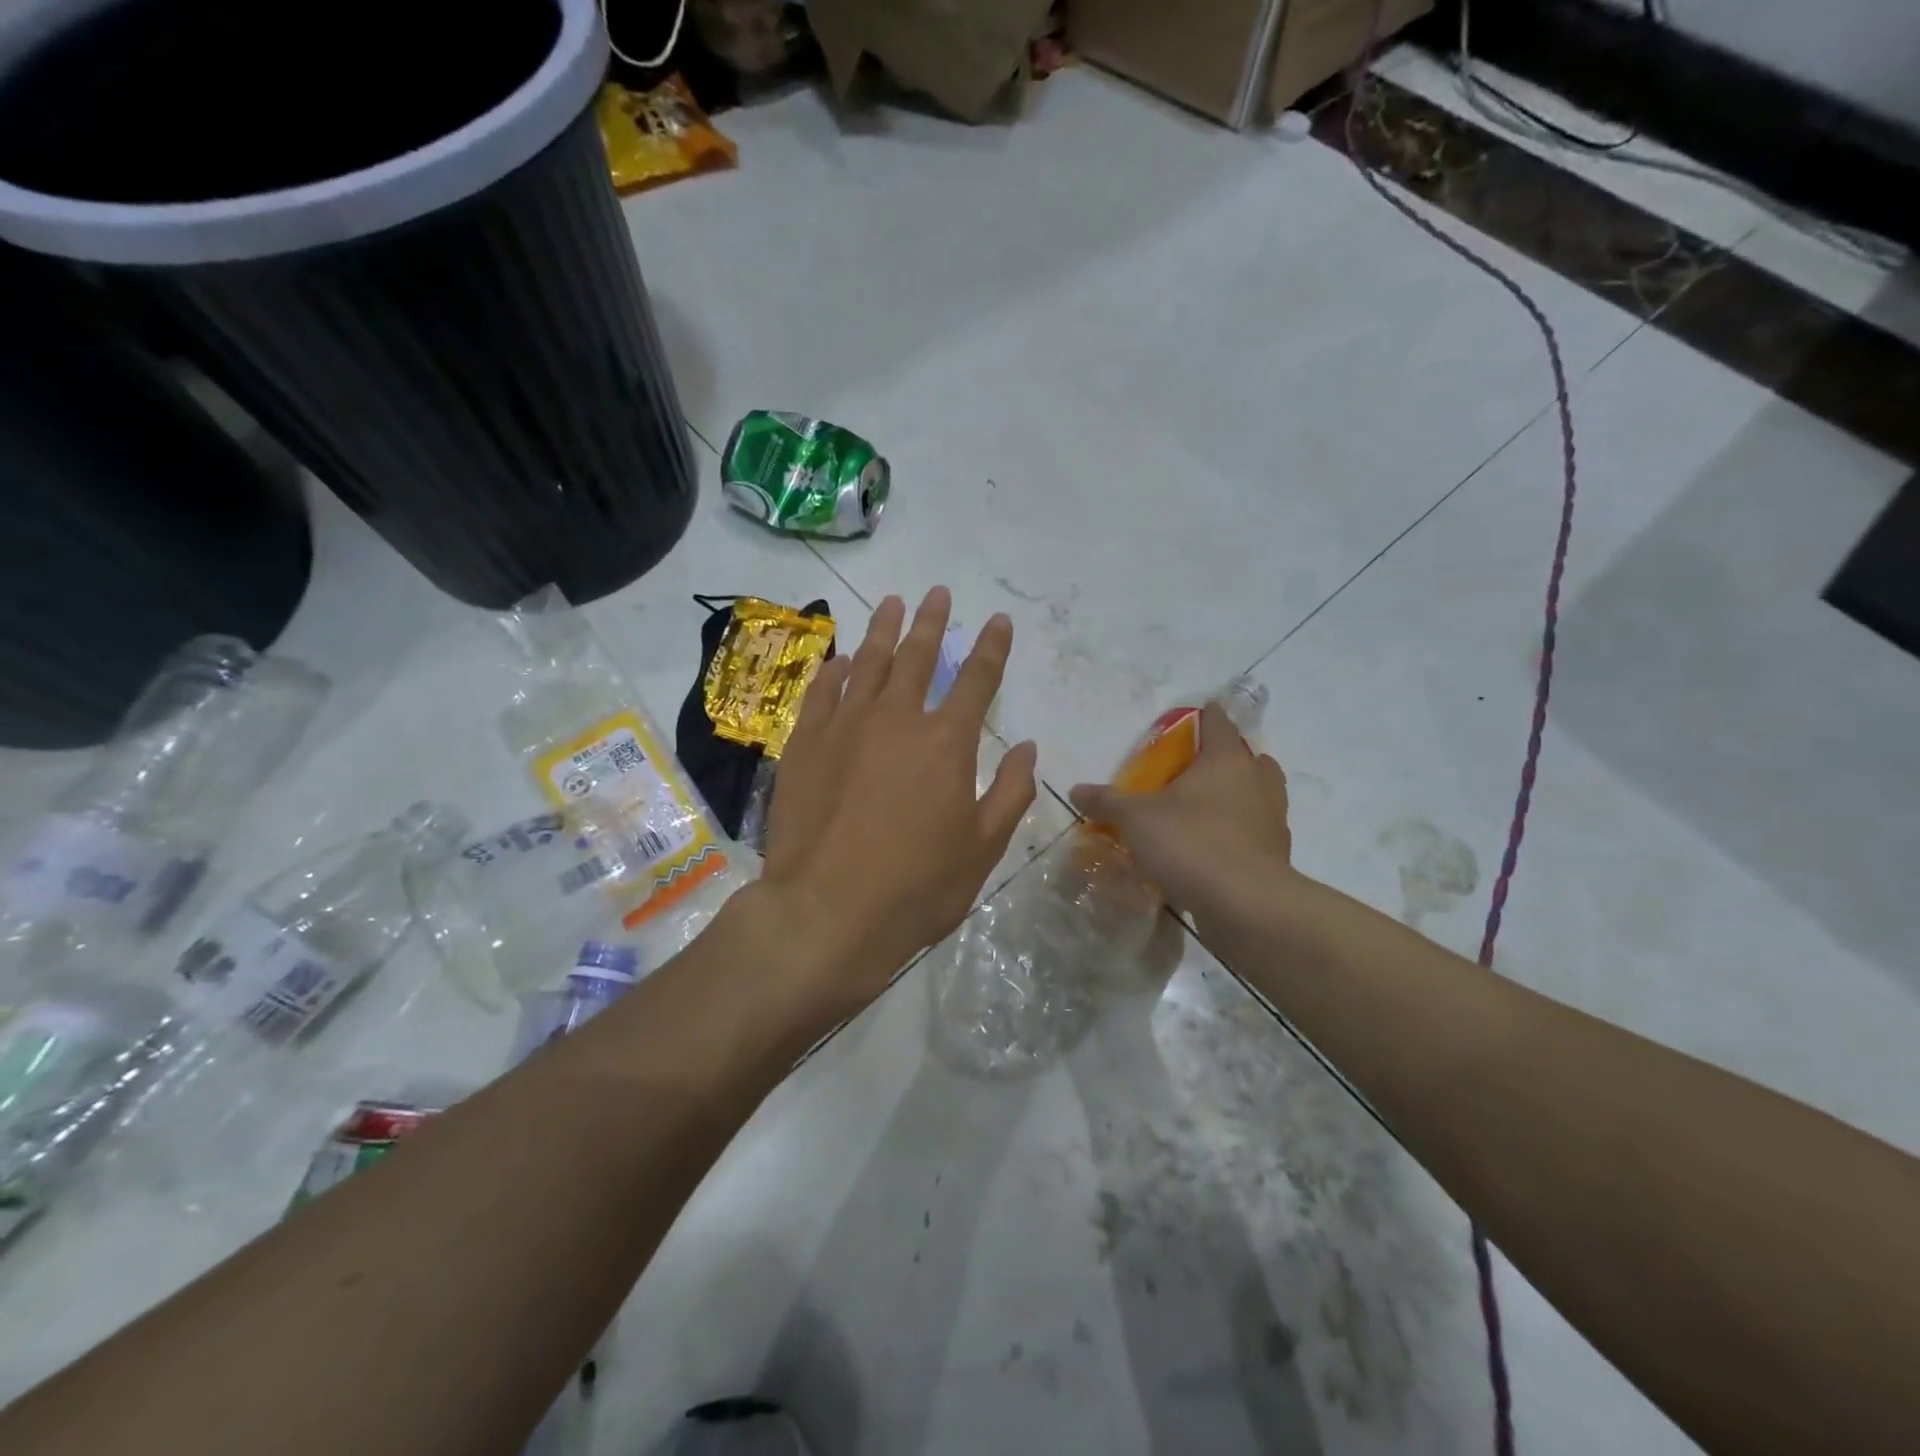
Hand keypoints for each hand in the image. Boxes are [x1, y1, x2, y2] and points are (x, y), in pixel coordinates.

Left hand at [757, 587, 1037, 1014]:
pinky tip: (840, 661)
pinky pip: (821, 693)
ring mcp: (845, 727)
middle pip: (917, 656)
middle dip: (931, 622)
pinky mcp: (805, 744)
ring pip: (867, 663)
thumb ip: (1010, 792)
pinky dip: (834, 671)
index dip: (990, 647)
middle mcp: (896, 719)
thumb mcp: (982, 848)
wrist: (826, 911)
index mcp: (946, 742)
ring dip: (882, 630)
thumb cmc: (916, 886)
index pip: (976, 680)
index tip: (997, 620)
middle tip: (937, 593)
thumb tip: (1027, 748)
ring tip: (891, 602)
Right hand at [1069, 700, 1294, 923]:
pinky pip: (1255, 831)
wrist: (1245, 903)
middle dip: (1226, 759)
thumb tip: (1076, 790)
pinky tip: (1212, 848)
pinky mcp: (1275, 854)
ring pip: (1257, 795)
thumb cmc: (1191, 843)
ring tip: (1203, 810)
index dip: (1206, 716)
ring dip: (1236, 796)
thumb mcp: (1136, 820)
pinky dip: (1238, 832)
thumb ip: (1107, 802)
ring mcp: (1272, 818)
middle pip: (1248, 758)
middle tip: (1195, 770)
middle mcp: (1257, 781)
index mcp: (1226, 760)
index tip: (1195, 716)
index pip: (1219, 723)